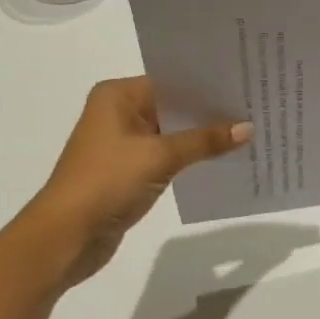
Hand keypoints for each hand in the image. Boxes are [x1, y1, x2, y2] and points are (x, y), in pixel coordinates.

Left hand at [22, 77, 251, 286]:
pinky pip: (169, 154)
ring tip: (248, 129)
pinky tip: (223, 156)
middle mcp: (119, 112)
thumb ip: (205, 140)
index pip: (172, 80)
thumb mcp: (160, 156)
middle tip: (254, 104)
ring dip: (203, 135)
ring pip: (173, 131)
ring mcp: (124, 143)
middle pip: (174, 104)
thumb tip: (248, 128)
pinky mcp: (130, 170)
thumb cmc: (106, 182)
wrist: (64, 238)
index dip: (208, 83)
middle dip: (210, 109)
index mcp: (118, 96)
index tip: (244, 82)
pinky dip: (191, 155)